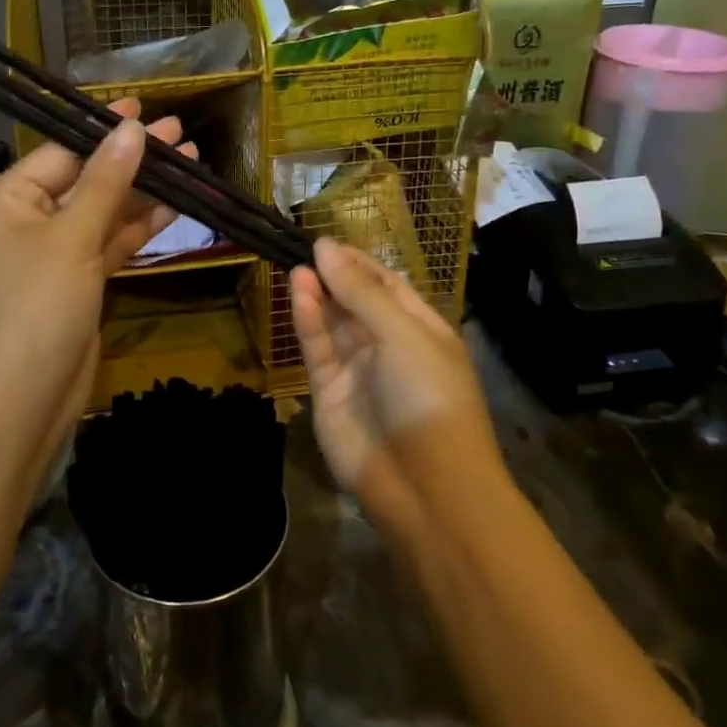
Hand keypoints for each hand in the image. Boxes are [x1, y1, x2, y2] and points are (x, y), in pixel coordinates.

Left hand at [0, 101, 192, 472]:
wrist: (24, 401)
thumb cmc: (37, 307)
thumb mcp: (72, 238)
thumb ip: (106, 182)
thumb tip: (132, 128)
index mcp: (7, 201)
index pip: (62, 152)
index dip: (104, 130)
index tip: (144, 108)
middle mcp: (26, 221)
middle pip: (87, 180)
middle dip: (132, 160)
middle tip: (179, 134)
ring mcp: (53, 255)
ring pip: (103, 212)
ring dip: (143, 192)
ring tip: (190, 163)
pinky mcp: (76, 282)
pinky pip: (109, 244)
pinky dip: (138, 228)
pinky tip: (174, 207)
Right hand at [290, 238, 501, 524]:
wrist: (426, 486)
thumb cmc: (428, 396)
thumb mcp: (402, 334)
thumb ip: (360, 291)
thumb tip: (324, 247)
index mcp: (421, 329)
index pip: (386, 284)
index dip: (358, 262)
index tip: (327, 240)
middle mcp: (388, 345)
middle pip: (356, 301)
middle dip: (334, 275)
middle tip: (304, 249)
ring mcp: (357, 370)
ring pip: (333, 323)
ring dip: (317, 294)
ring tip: (297, 267)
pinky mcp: (329, 392)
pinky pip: (317, 348)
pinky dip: (308, 321)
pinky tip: (298, 293)